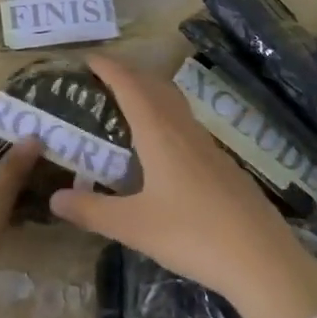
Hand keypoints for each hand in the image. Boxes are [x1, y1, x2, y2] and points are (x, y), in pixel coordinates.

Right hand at [49, 56, 316, 317]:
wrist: (262, 258)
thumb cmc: (192, 235)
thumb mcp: (134, 227)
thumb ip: (92, 210)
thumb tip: (54, 197)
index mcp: (159, 132)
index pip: (129, 85)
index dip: (108, 68)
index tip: (87, 59)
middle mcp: (182, 128)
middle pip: (154, 85)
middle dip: (128, 75)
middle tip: (101, 81)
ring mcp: (207, 144)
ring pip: (174, 103)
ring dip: (149, 93)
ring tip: (127, 107)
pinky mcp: (222, 163)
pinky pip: (186, 124)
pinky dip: (166, 117)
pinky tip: (161, 148)